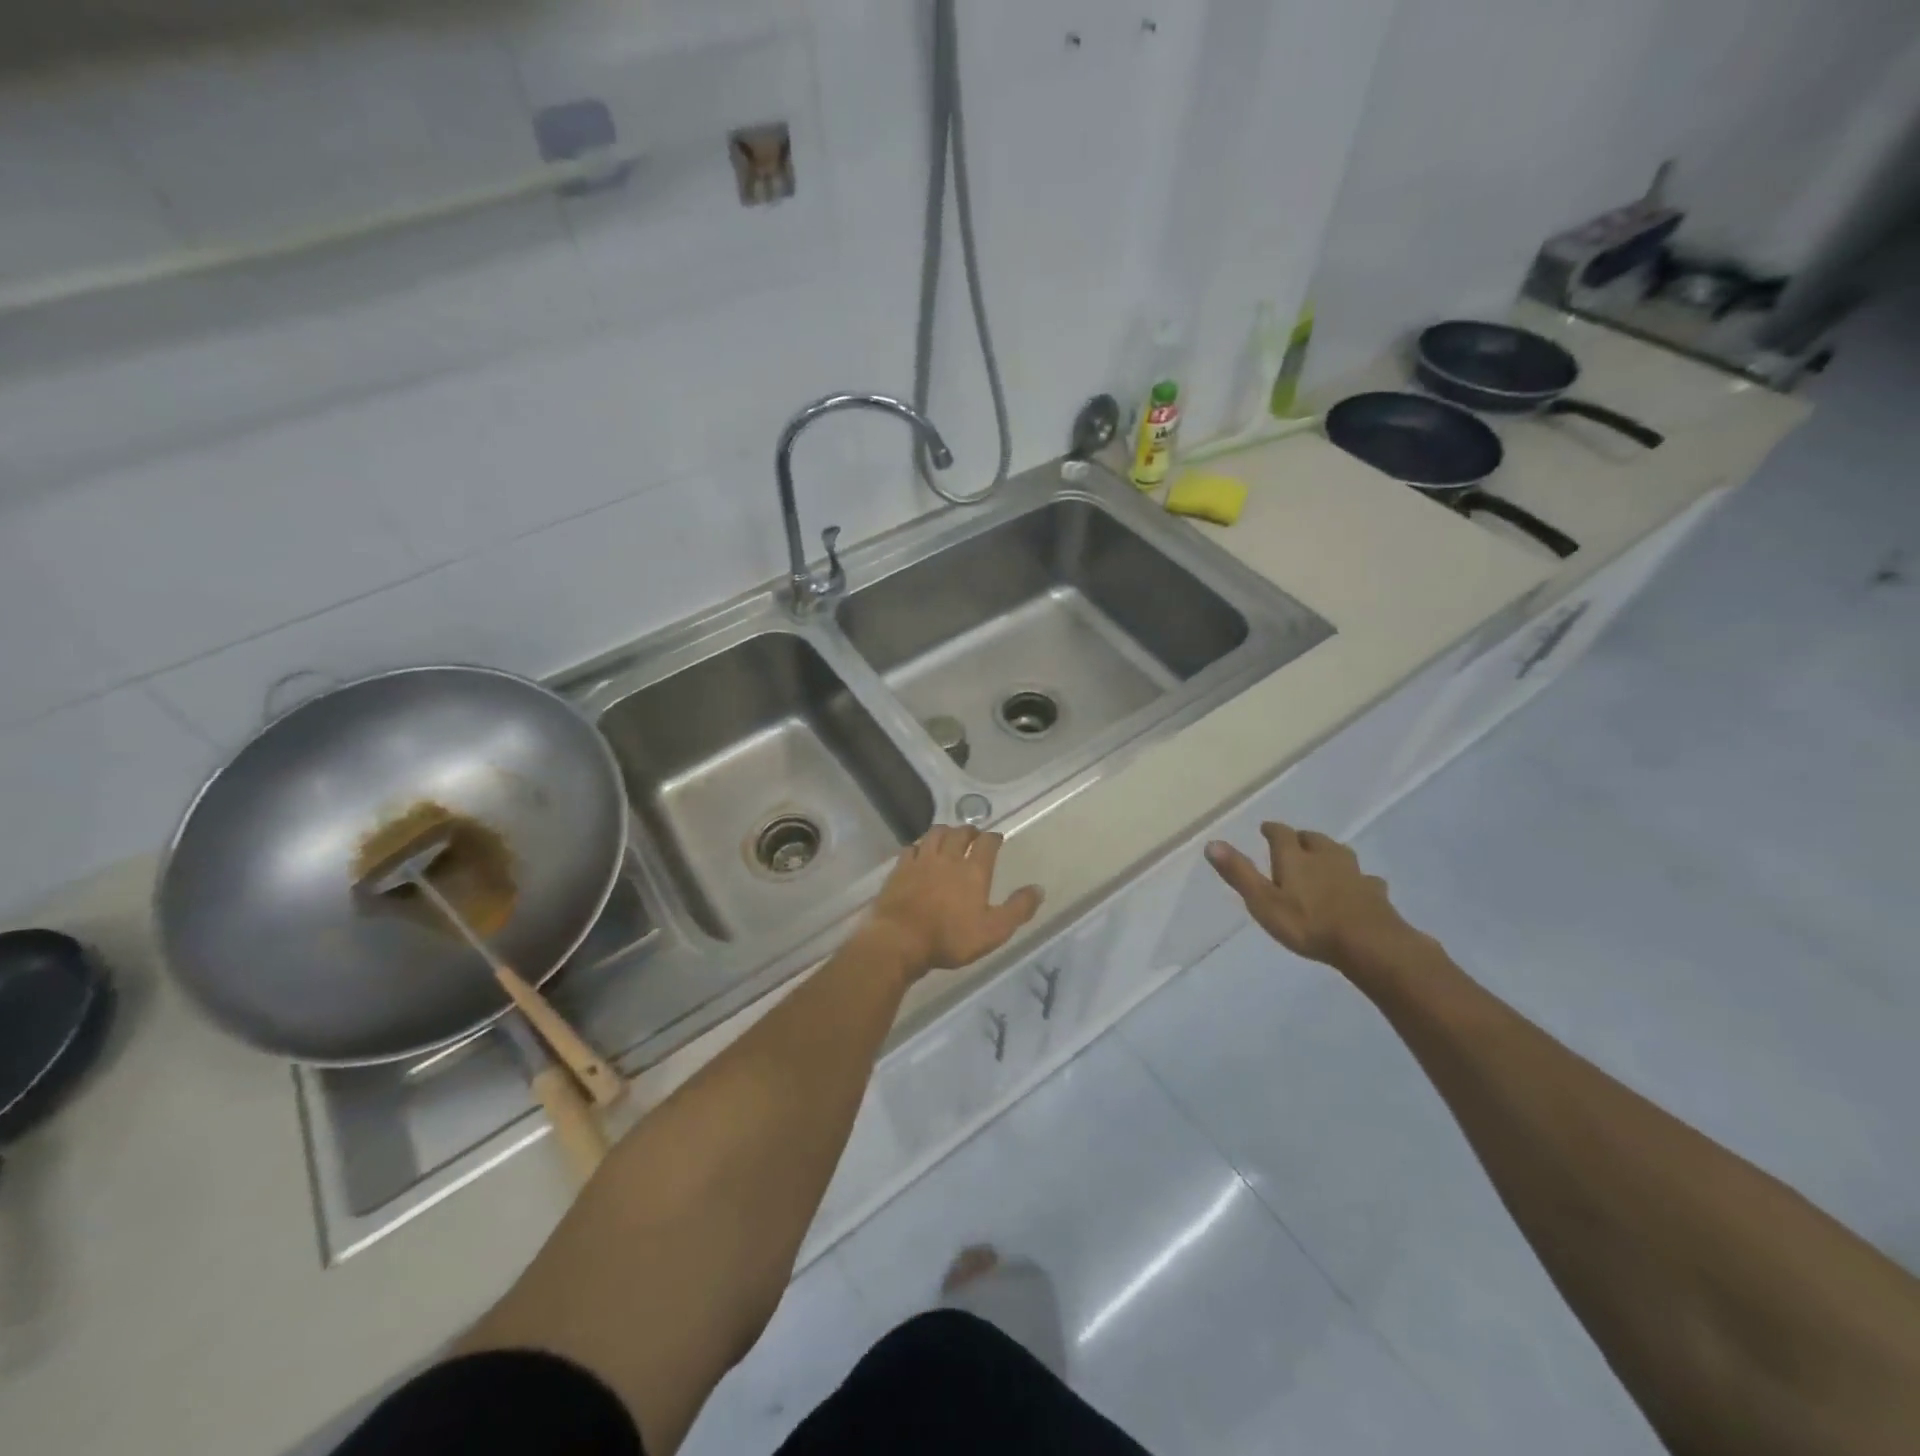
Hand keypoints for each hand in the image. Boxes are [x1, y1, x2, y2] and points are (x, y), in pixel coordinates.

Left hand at [863, 826, 1043, 979]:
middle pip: (960, 834)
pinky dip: (919, 846)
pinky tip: (919, 852)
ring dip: (945, 831)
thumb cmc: (950, 937)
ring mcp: (921, 861)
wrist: (899, 939)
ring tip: (948, 836)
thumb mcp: (993, 930)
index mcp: (973, 870)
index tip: (997, 838)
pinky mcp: (900, 869)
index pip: (987, 843)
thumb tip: (1039, 889)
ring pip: (935, 834)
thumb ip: (1018, 909)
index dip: (994, 838)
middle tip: (974, 835)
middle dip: (969, 831)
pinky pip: (911, 848)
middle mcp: (948, 858)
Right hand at [1204, 821, 1417, 973]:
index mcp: (1295, 857)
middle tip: (1294, 844)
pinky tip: (1358, 887)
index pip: (1282, 833)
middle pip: (1313, 839)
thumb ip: (1239, 873)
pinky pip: (1364, 879)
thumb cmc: (1308, 923)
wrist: (1369, 944)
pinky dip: (1356, 879)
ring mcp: (1354, 873)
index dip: (1272, 829)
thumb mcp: (1263, 901)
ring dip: (1329, 853)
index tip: (1266, 828)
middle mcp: (1325, 857)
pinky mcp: (1375, 892)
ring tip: (1323, 861)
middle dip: (1301, 839)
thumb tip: (1212, 843)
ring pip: (1340, 854)